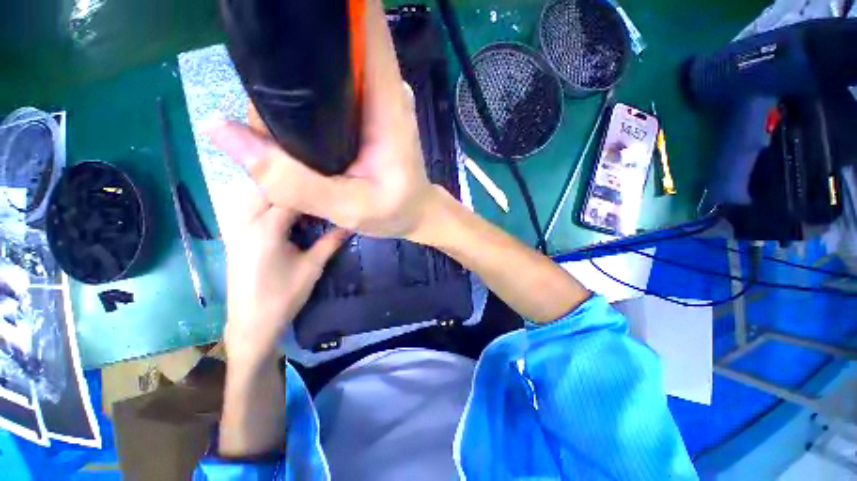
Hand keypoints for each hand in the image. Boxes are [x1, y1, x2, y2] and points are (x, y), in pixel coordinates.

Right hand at [207, 0, 437, 240]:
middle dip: (292, 46)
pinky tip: (292, 113)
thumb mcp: (347, 207)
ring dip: (294, 72)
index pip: (364, 22)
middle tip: (260, 82)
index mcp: (387, 104)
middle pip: (333, 40)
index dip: (326, 5)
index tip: (282, 9)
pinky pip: (332, 84)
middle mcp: (384, 88)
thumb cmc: (394, 211)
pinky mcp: (369, 108)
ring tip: (272, 104)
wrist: (416, 213)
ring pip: (328, 62)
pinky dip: (307, 91)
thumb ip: (290, 179)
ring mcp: (377, 97)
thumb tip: (219, 129)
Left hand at [221, 191, 346, 364]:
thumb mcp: (312, 267)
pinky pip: (245, 207)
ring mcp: (235, 228)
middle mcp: (246, 222)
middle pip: (267, 189)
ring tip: (300, 196)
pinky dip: (263, 201)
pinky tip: (279, 209)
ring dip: (276, 191)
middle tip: (317, 190)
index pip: (290, 196)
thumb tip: (350, 224)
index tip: (329, 189)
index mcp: (266, 229)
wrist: (251, 323)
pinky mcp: (233, 236)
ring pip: (252, 194)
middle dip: (293, 186)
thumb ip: (330, 242)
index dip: (312, 190)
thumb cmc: (283, 296)